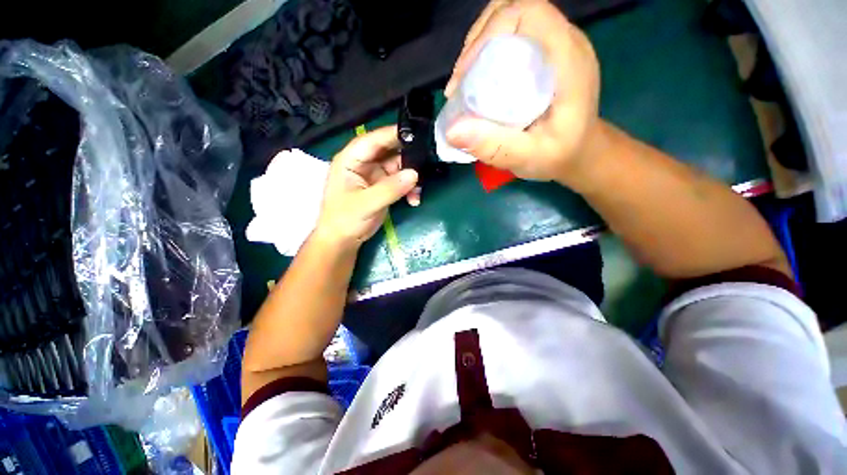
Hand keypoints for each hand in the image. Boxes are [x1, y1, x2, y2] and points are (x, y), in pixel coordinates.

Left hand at [315, 126, 419, 248]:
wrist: (344, 240)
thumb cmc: (345, 219)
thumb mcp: (366, 204)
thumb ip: (389, 189)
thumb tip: (415, 174)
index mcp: (351, 159)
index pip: (373, 140)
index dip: (392, 134)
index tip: (416, 132)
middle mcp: (364, 163)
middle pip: (389, 150)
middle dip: (408, 157)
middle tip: (427, 162)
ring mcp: (375, 175)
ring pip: (399, 167)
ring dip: (412, 177)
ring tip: (419, 190)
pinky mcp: (384, 186)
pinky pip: (401, 181)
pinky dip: (410, 189)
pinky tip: (414, 199)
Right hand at [444, 0, 601, 184]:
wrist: (580, 152)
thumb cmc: (559, 155)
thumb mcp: (529, 158)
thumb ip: (495, 147)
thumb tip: (452, 131)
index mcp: (567, 60)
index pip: (528, 13)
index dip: (489, 32)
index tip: (464, 74)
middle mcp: (563, 43)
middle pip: (515, 10)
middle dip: (478, 38)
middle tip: (460, 80)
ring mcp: (554, 47)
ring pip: (510, 21)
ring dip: (479, 45)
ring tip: (464, 82)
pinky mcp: (545, 56)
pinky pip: (512, 38)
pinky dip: (487, 53)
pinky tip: (476, 81)